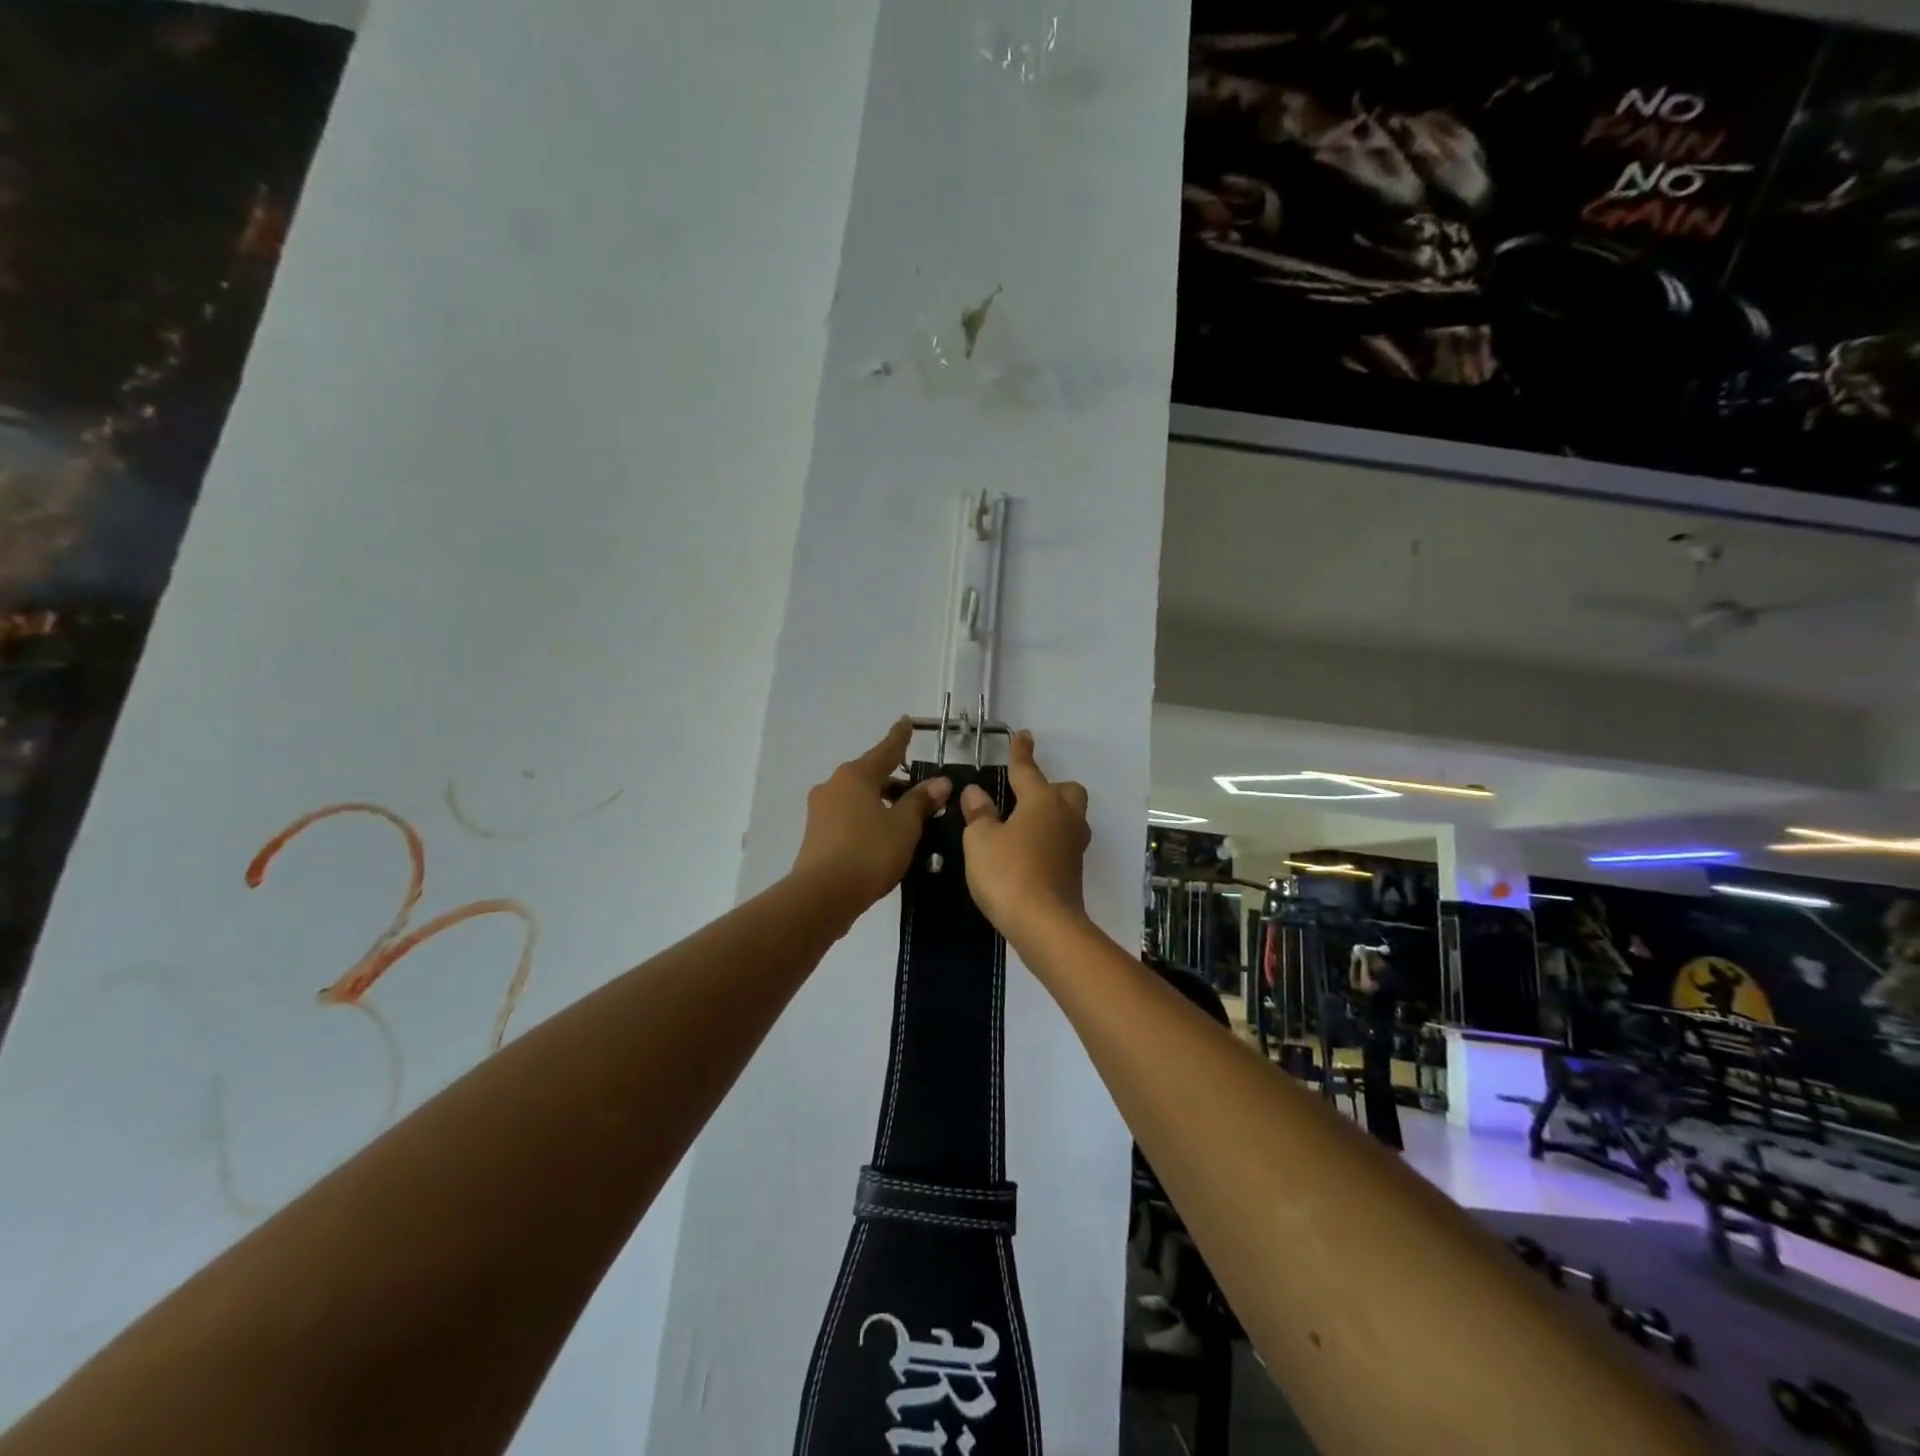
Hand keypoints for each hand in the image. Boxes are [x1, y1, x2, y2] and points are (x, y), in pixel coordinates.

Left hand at [791, 718, 949, 919]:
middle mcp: (834, 785)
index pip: (886, 750)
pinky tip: (883, 838)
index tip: (906, 722)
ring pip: (859, 798)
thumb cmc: (869, 852)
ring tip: (907, 820)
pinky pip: (848, 818)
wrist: (822, 896)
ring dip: (882, 804)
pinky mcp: (816, 835)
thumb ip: (921, 801)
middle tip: (922, 794)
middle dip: (896, 782)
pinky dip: (867, 820)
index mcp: (856, 775)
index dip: (900, 737)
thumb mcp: (904, 826)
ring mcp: (821, 811)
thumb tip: (940, 782)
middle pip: (871, 776)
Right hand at [958, 730, 1090, 942]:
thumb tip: (977, 793)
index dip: (1021, 752)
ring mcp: (1074, 845)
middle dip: (1049, 787)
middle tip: (1024, 797)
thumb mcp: (980, 841)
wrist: (1044, 924)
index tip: (1023, 735)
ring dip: (1051, 815)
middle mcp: (1064, 817)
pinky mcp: (1074, 870)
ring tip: (1023, 826)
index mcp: (1041, 801)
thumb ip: (979, 814)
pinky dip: (1049, 840)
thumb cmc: (1008, 873)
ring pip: (1069, 817)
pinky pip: (1064, 842)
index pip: (1027, 769)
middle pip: (1066, 791)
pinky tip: (1028, 852)